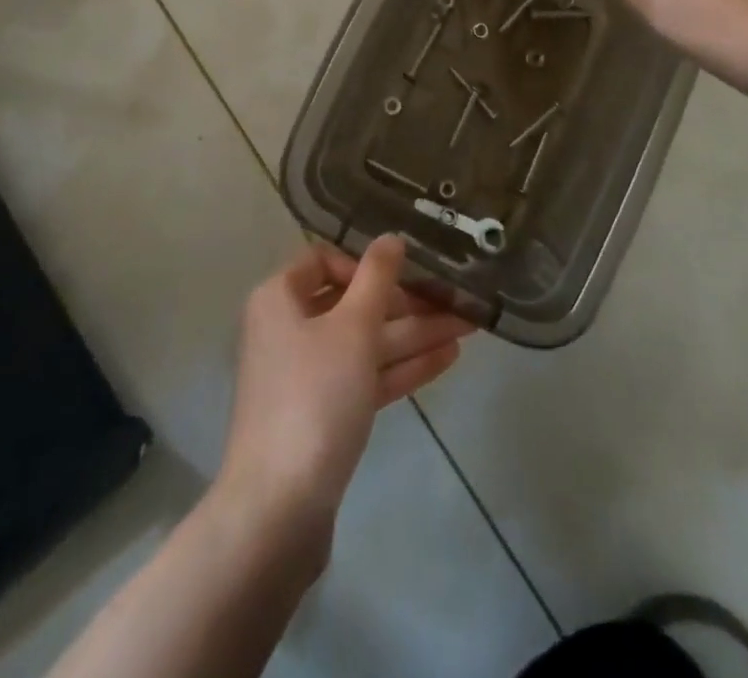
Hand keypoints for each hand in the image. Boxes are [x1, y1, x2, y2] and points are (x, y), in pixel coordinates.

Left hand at [214, 236, 472, 561]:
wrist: (279, 509)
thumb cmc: (313, 397)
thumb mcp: (352, 327)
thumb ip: (376, 278)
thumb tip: (391, 238)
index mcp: (279, 298)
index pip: (322, 260)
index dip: (363, 264)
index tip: (401, 276)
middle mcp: (288, 330)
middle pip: (353, 304)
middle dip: (407, 303)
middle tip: (457, 300)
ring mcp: (307, 376)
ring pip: (366, 343)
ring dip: (415, 334)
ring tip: (469, 326)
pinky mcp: (325, 415)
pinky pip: (367, 377)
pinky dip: (403, 368)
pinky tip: (448, 357)